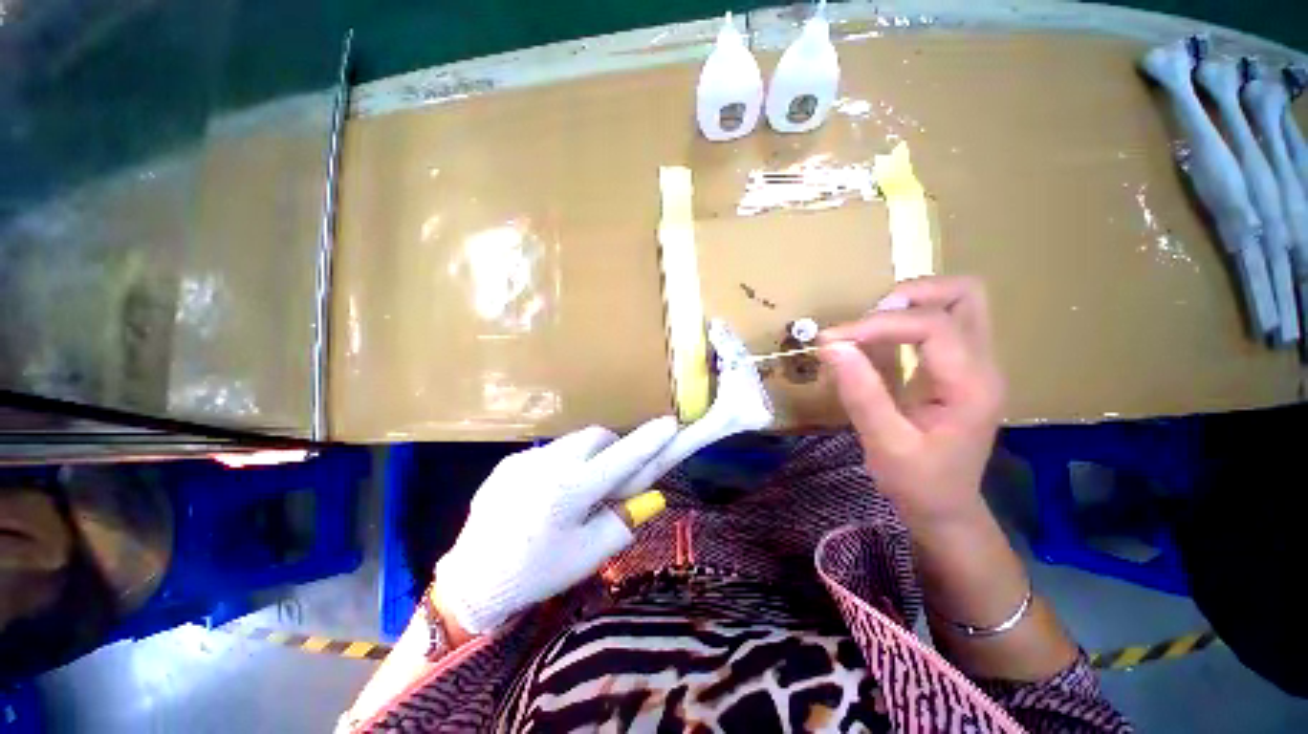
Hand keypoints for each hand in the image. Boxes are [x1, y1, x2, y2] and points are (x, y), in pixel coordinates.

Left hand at [435, 417, 677, 634]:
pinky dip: (562, 463)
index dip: (649, 440)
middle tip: (613, 477)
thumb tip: (648, 498)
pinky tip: (548, 494)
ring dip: (588, 455)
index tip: (670, 423)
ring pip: (573, 441)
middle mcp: (548, 464)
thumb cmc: (535, 574)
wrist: (471, 582)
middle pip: (598, 437)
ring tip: (577, 489)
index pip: (622, 457)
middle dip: (614, 449)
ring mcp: (525, 459)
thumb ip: (622, 521)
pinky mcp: (509, 462)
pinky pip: (549, 452)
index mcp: (571, 491)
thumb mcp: (587, 555)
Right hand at [818, 276, 1004, 526]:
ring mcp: (975, 363)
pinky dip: (905, 319)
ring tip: (868, 328)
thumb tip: (832, 346)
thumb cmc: (918, 483)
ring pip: (957, 301)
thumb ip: (861, 393)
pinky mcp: (958, 367)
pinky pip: (939, 321)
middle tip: (866, 320)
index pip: (933, 325)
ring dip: (909, 303)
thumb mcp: (885, 444)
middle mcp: (983, 365)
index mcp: (971, 386)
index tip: (833, 339)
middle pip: (964, 294)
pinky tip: (877, 341)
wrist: (946, 507)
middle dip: (910, 296)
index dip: (878, 323)